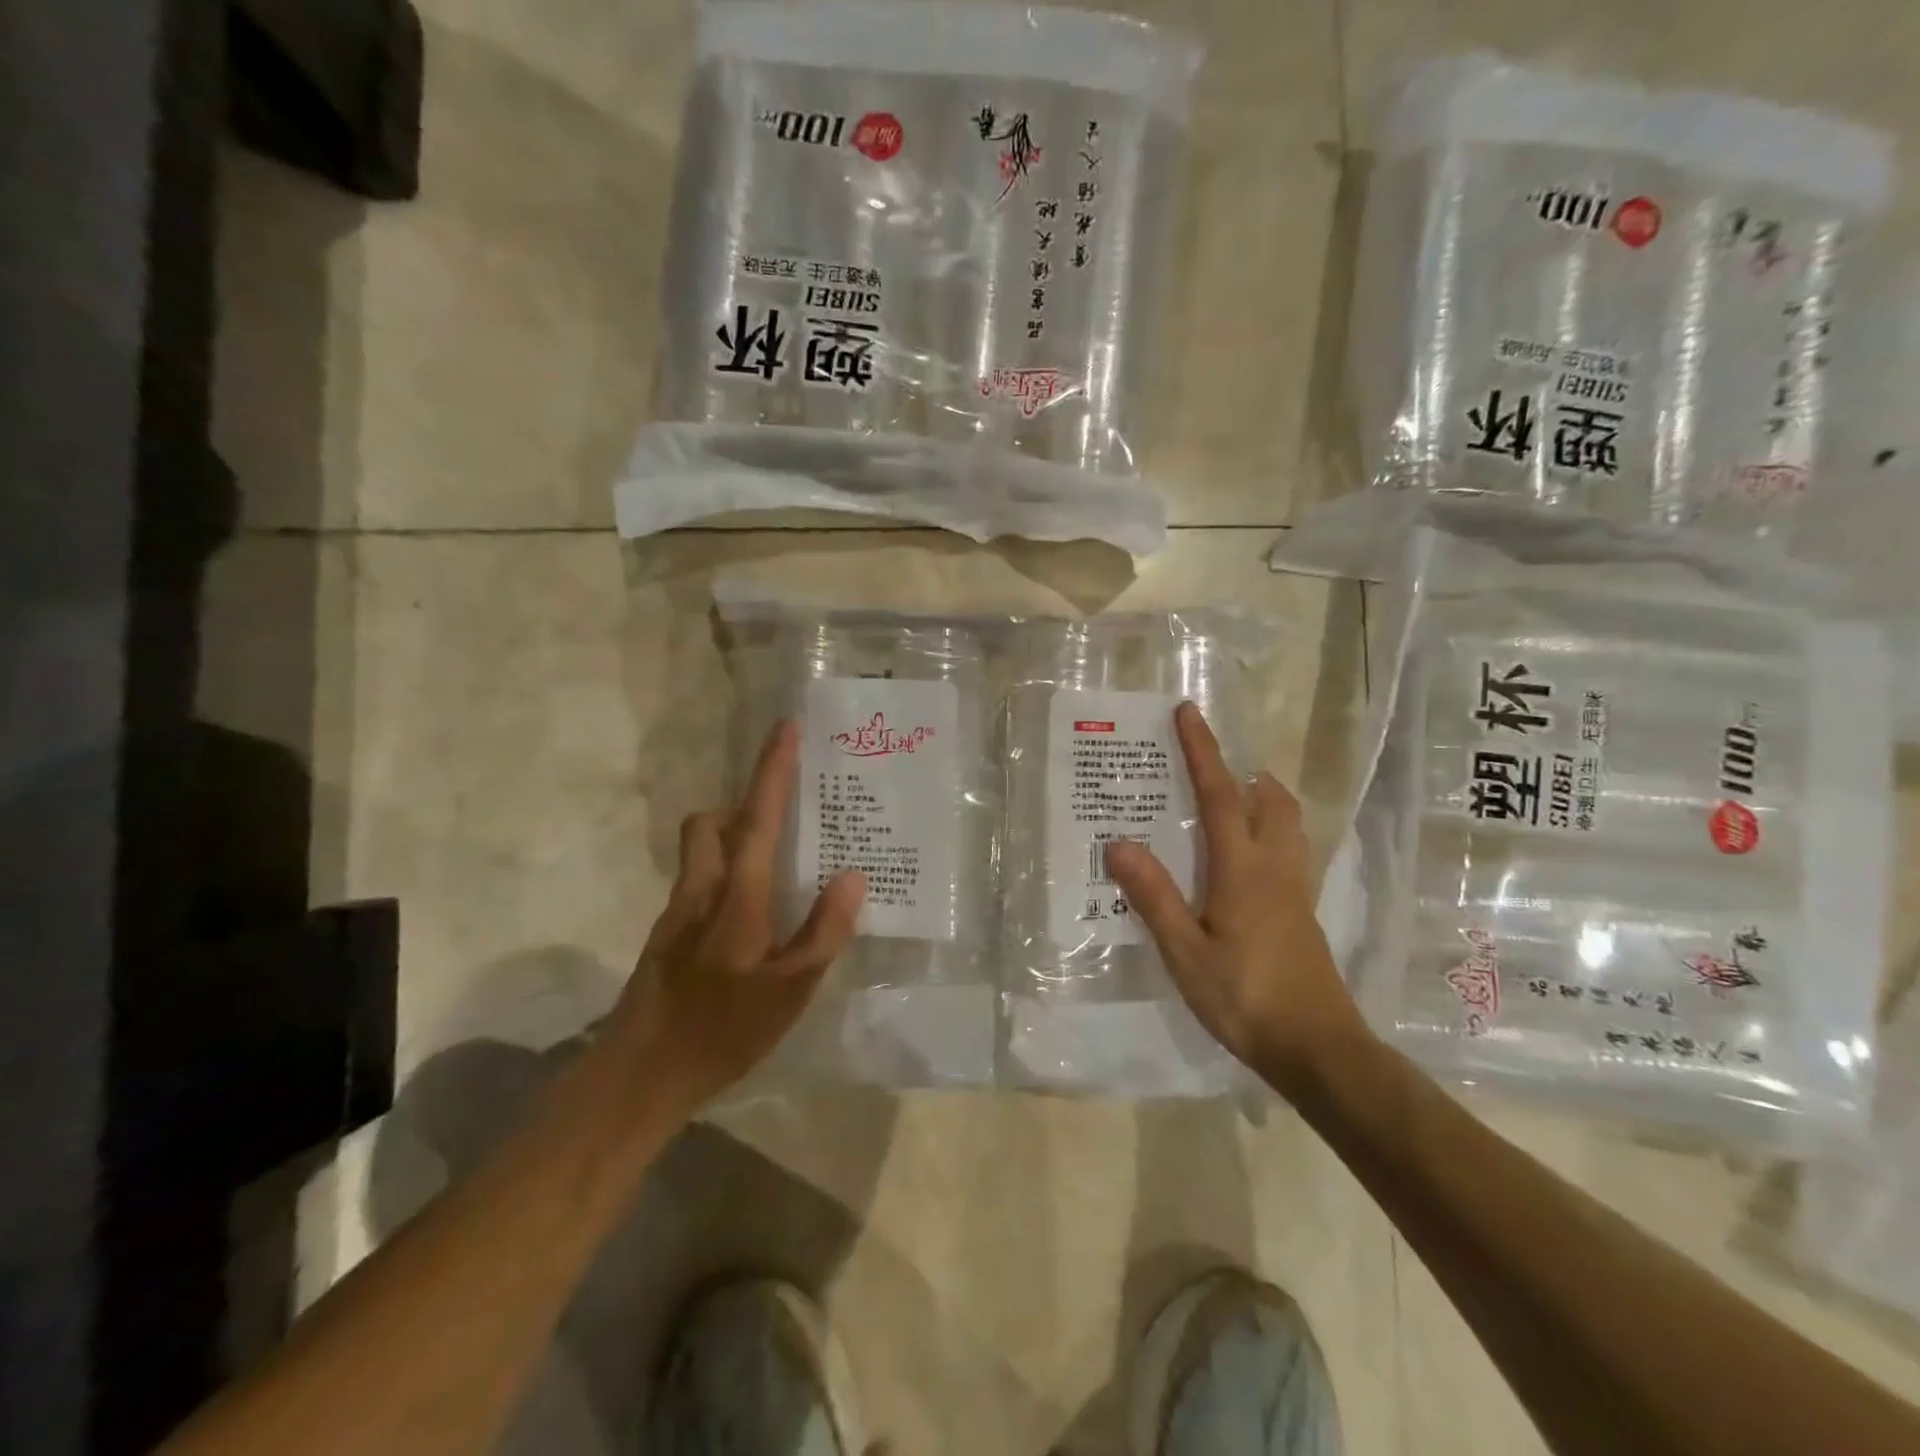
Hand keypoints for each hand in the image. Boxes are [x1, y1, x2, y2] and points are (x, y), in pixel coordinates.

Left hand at [607, 721, 865, 1113]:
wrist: (638, 1077)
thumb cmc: (721, 1032)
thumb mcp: (790, 992)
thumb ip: (824, 932)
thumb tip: (852, 876)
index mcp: (735, 897)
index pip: (758, 818)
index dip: (772, 771)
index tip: (785, 730)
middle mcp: (700, 891)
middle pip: (712, 823)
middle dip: (744, 805)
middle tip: (787, 816)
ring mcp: (677, 913)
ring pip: (702, 851)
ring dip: (734, 838)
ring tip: (780, 864)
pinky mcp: (667, 936)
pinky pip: (700, 881)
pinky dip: (727, 874)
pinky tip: (753, 916)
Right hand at [1104, 702, 1369, 1095]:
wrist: (1319, 1049)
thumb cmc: (1245, 998)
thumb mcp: (1185, 951)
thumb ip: (1153, 896)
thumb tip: (1117, 842)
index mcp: (1243, 868)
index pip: (1219, 794)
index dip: (1202, 750)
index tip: (1188, 712)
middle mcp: (1275, 867)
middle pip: (1269, 799)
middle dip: (1241, 770)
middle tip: (1208, 763)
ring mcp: (1295, 889)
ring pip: (1287, 822)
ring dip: (1261, 797)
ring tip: (1229, 798)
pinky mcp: (1302, 912)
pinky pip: (1288, 849)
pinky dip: (1268, 829)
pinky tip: (1245, 857)